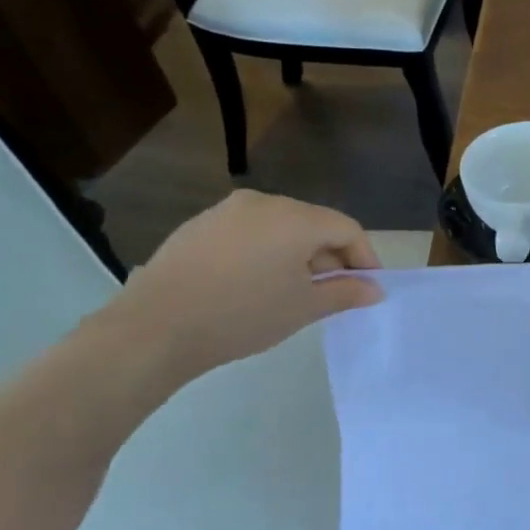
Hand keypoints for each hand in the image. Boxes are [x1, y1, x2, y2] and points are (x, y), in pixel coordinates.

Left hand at [108, 191, 383, 378]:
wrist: (155, 327)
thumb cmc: (243, 314)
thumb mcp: (305, 307)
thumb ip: (346, 293)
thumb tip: (375, 289)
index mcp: (295, 218)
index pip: (347, 229)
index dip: (365, 258)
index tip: (368, 288)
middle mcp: (263, 202)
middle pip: (314, 224)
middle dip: (332, 257)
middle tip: (334, 292)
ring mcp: (226, 211)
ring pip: (281, 227)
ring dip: (299, 255)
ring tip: (295, 291)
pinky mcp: (200, 225)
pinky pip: (250, 232)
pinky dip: (266, 252)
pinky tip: (256, 284)